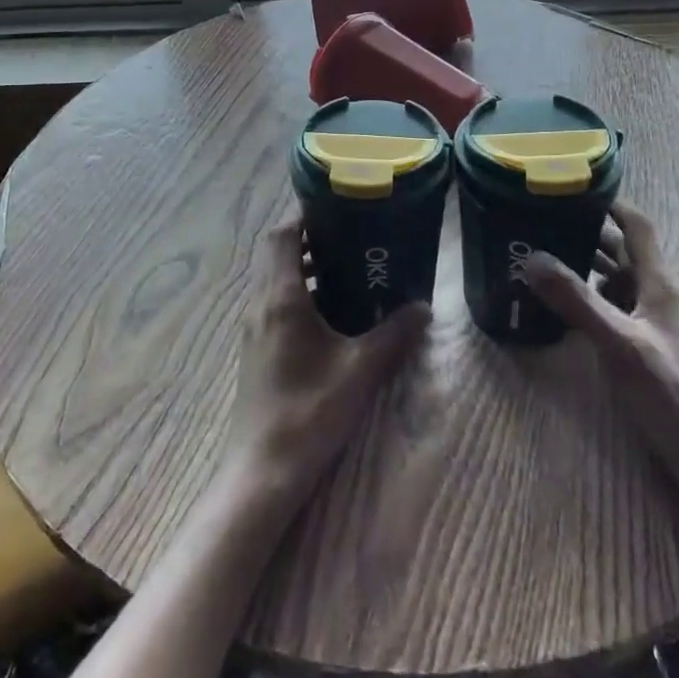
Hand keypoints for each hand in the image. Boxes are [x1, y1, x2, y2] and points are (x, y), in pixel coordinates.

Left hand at [223, 221, 428, 508]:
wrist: (262, 472)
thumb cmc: (309, 413)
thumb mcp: (360, 371)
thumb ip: (393, 334)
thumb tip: (424, 306)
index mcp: (280, 298)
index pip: (281, 235)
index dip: (303, 215)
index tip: (336, 206)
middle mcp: (260, 304)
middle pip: (276, 252)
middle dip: (308, 237)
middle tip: (350, 233)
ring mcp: (254, 328)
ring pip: (274, 278)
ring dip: (303, 266)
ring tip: (347, 266)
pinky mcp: (256, 349)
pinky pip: (275, 303)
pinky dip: (299, 292)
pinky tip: (332, 312)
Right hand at [523, 202, 678, 511]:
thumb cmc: (673, 398)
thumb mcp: (620, 345)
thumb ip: (577, 301)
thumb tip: (532, 257)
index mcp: (660, 286)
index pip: (638, 227)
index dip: (611, 203)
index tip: (574, 188)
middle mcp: (660, 298)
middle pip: (623, 253)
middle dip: (587, 234)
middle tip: (543, 223)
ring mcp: (657, 326)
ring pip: (618, 283)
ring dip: (586, 267)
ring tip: (544, 259)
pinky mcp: (650, 351)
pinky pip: (617, 310)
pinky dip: (591, 299)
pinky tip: (563, 309)